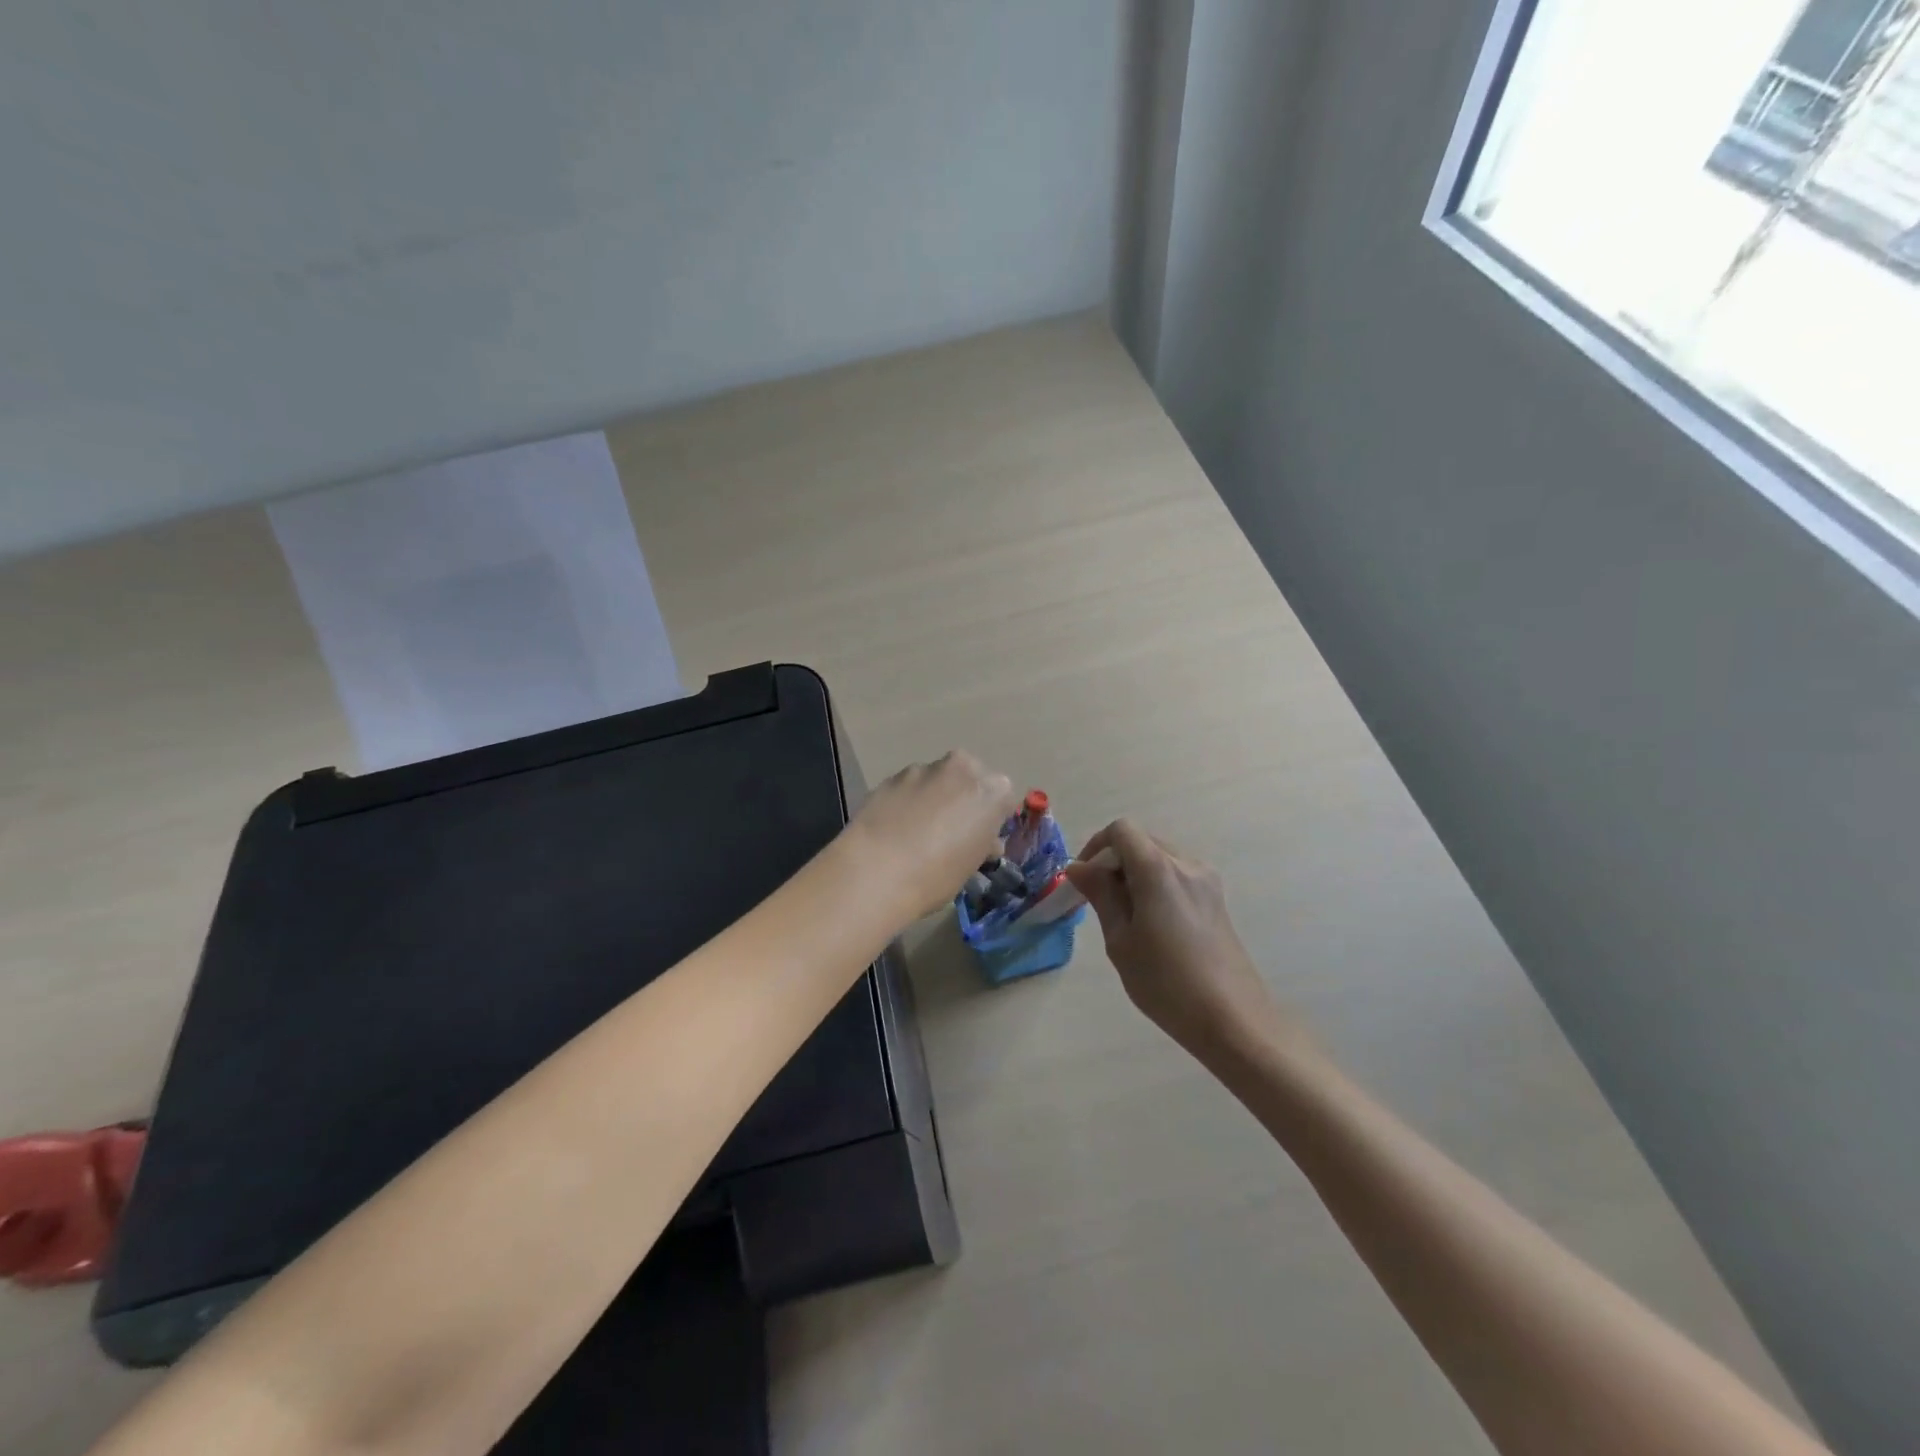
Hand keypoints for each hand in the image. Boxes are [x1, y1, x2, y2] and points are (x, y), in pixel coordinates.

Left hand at [845, 751, 1017, 918]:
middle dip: (963, 796)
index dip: (990, 817)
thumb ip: (980, 844)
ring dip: (933, 796)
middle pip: (969, 777)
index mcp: (991, 791)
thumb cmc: (936, 876)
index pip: (1002, 797)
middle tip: (950, 828)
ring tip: (916, 830)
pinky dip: (906, 800)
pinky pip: (908, 786)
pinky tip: (893, 827)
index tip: (979, 836)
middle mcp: (961, 769)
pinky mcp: (891, 776)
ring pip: (936, 779)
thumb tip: (982, 841)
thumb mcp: (970, 866)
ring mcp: (923, 769)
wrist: (876, 871)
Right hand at [1066, 820, 1288, 1061]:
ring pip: (1160, 858)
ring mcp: (1207, 881)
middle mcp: (1186, 864)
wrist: (1232, 1019)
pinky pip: (1177, 876)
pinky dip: (1156, 886)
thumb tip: (1078, 867)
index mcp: (1158, 868)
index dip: (1096, 846)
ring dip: (1135, 874)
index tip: (1084, 880)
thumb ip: (1100, 894)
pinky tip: (1152, 925)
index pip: (1121, 830)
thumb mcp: (1120, 939)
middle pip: (1142, 841)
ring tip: (1125, 917)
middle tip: (1099, 901)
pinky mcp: (1216, 900)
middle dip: (1114, 861)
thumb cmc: (1166, 982)